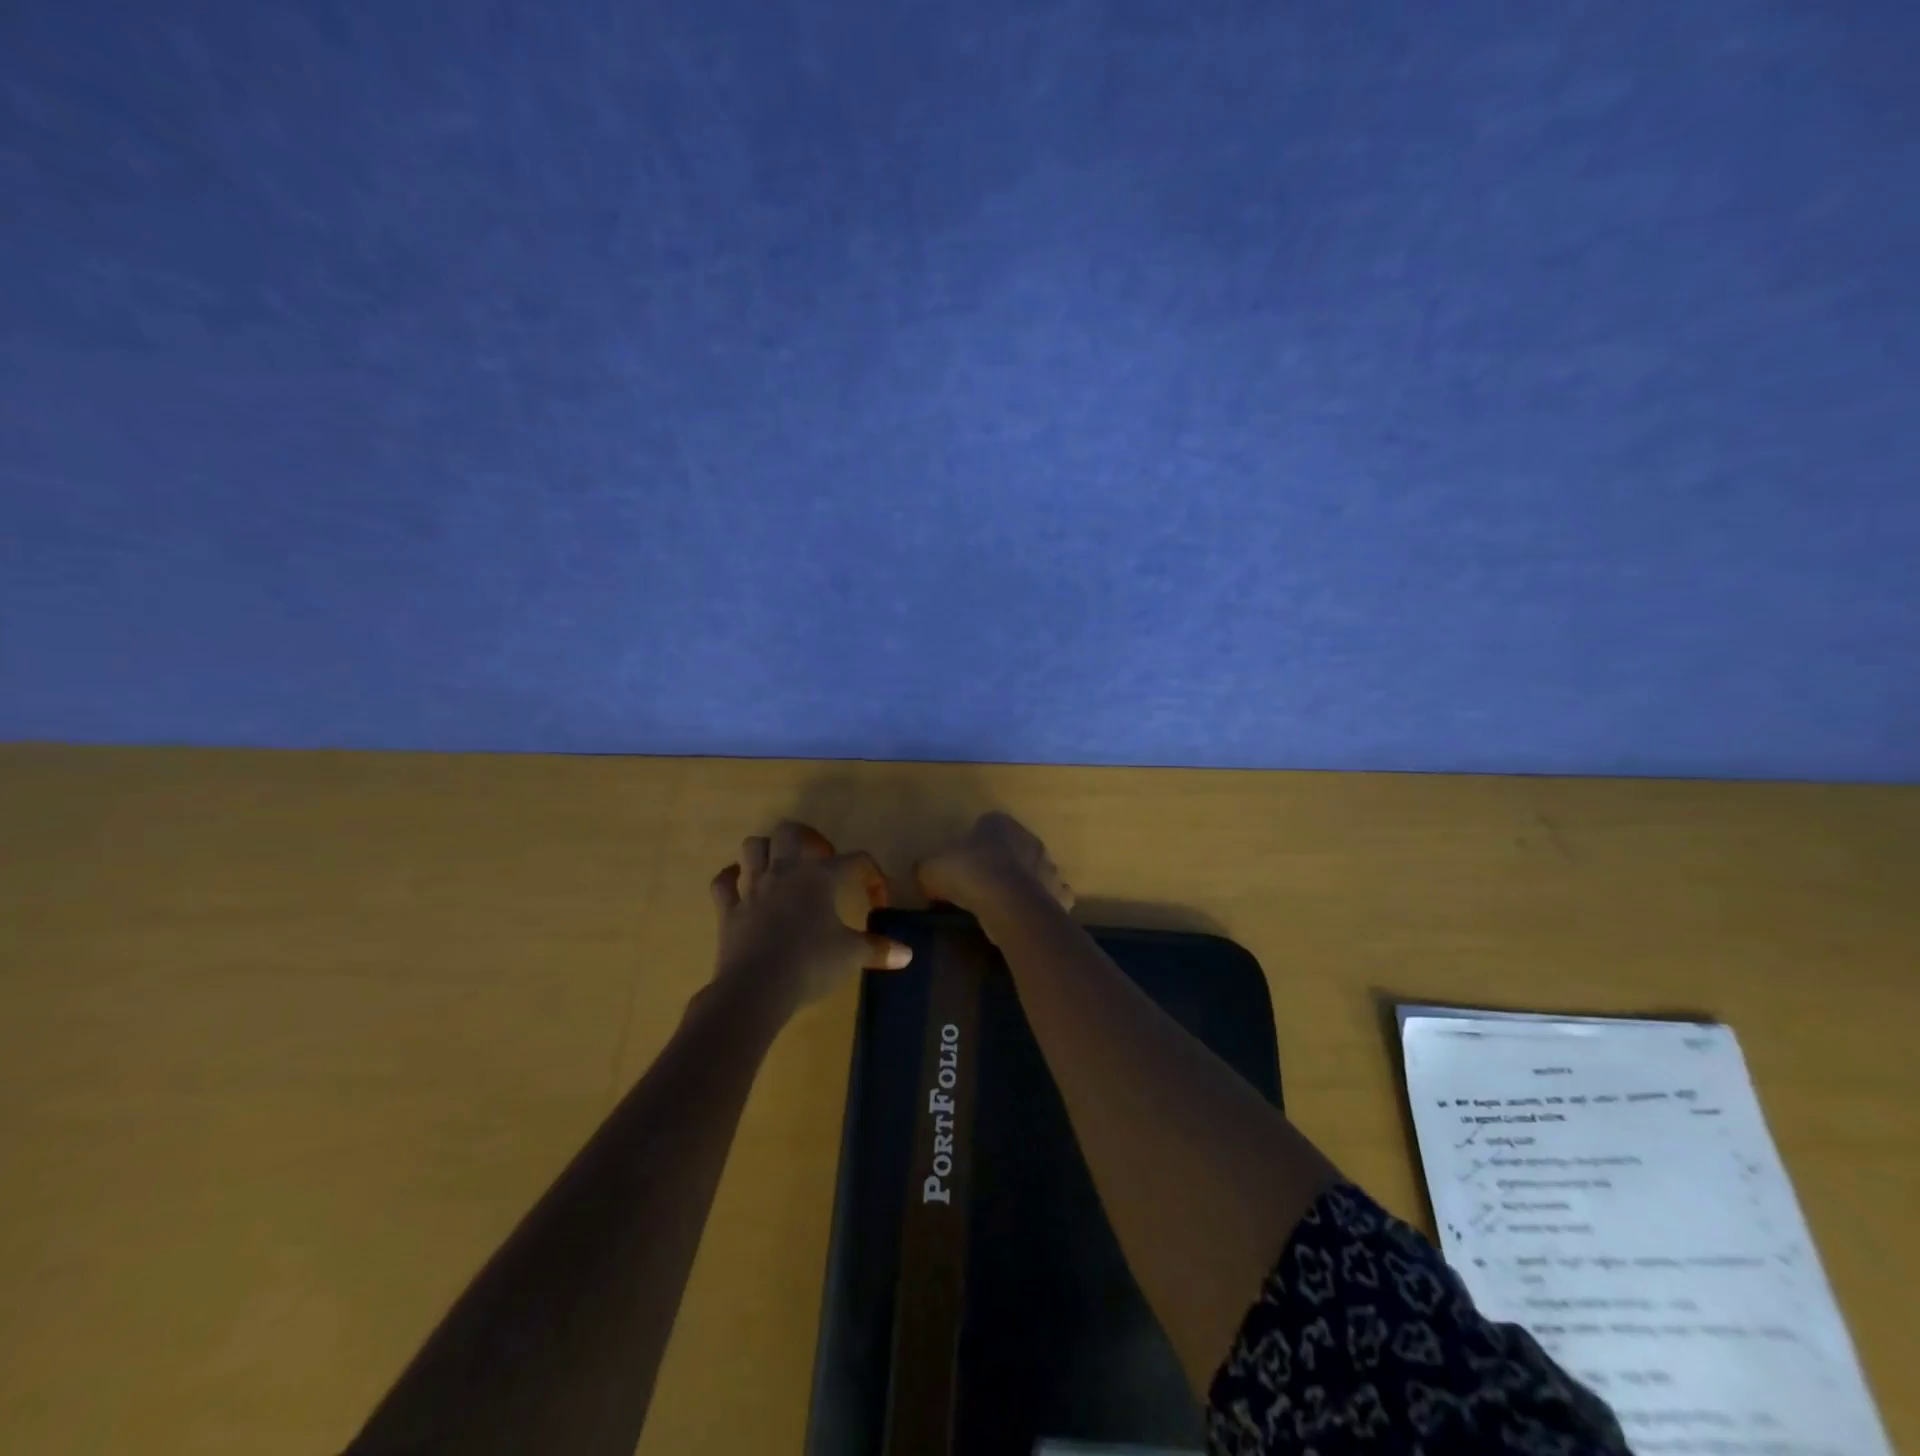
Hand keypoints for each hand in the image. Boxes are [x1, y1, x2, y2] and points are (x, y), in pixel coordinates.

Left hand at [709, 821, 912, 1016]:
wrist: (756, 989)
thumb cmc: (810, 964)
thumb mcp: (850, 956)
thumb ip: (878, 950)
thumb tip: (906, 955)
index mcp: (819, 876)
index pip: (855, 861)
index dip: (872, 876)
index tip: (878, 901)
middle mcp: (785, 871)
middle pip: (790, 832)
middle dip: (807, 839)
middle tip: (820, 861)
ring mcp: (752, 888)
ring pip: (753, 847)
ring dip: (767, 851)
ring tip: (781, 866)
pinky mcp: (729, 909)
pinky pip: (723, 882)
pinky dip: (731, 878)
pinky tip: (740, 883)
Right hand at [916, 812, 1075, 923]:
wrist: (1010, 905)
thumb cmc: (970, 875)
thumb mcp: (933, 868)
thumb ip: (928, 868)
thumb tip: (924, 874)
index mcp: (999, 823)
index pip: (986, 826)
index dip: (973, 845)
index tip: (962, 865)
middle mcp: (1029, 838)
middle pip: (1013, 848)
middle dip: (1000, 863)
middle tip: (980, 886)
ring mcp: (1049, 866)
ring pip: (1034, 871)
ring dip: (1022, 883)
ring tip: (1002, 905)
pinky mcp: (1059, 893)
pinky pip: (1050, 897)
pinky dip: (1040, 906)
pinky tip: (1024, 918)